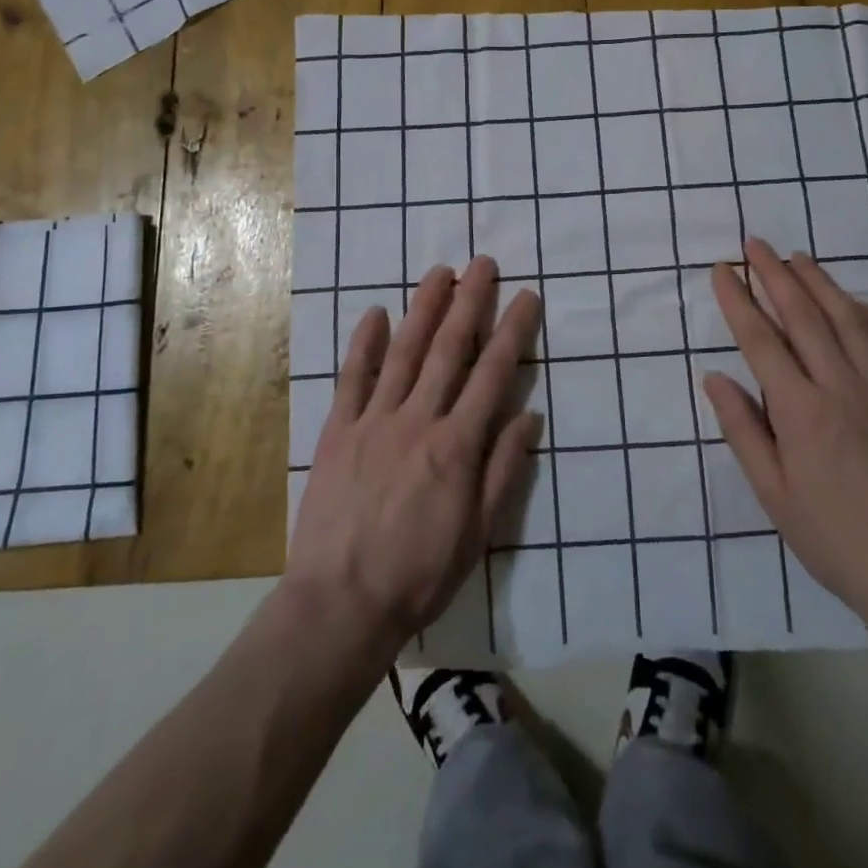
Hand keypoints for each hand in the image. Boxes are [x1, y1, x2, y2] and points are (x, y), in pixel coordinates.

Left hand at [285, 256, 542, 654]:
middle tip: (483, 263)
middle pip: (450, 349)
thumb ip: (503, 469)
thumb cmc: (419, 574)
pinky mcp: (338, 430)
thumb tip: (529, 416)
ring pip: (404, 351)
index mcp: (457, 445)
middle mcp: (419, 419)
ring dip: (424, 308)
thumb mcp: (478, 533)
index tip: (526, 296)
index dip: (512, 331)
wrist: (340, 603)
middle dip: (470, 302)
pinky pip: (353, 378)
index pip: (493, 374)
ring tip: (440, 272)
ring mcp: (375, 420)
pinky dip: (365, 343)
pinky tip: (375, 313)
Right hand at [704, 238, 867, 637]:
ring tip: (799, 258)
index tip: (723, 269)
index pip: (761, 340)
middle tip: (756, 244)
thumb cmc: (836, 539)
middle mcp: (842, 387)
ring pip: (850, 321)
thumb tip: (715, 378)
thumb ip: (744, 431)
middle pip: (804, 317)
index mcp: (801, 411)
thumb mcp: (774, 496)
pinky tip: (860, 304)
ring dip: (822, 284)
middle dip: (775, 275)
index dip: (738, 300)